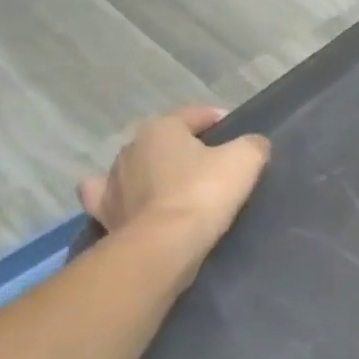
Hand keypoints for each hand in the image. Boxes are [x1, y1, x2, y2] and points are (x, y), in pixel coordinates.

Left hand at [77, 106, 269, 270]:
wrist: (164, 243)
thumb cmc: (204, 192)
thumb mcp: (245, 161)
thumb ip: (252, 145)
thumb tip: (253, 144)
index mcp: (161, 128)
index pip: (193, 115)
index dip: (215, 118)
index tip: (233, 127)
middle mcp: (130, 148)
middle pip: (164, 141)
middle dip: (184, 147)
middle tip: (212, 162)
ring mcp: (112, 180)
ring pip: (138, 167)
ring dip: (156, 171)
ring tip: (179, 185)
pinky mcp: (104, 211)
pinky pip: (112, 196)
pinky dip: (125, 196)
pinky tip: (136, 201)